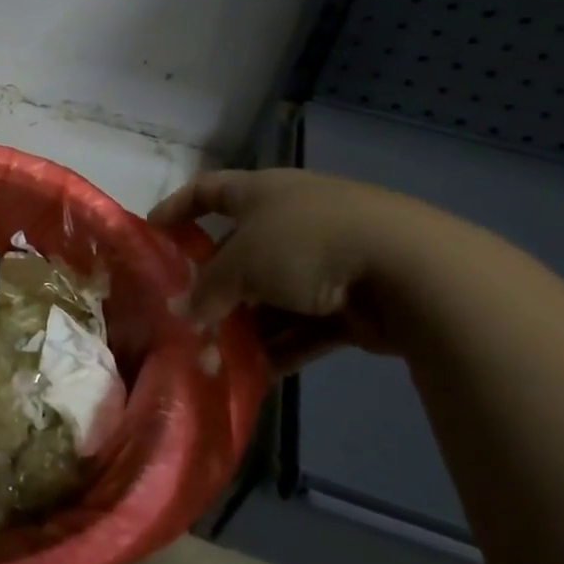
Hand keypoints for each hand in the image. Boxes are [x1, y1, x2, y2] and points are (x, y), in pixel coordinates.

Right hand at [148, 169, 441, 373]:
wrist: (411, 270)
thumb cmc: (306, 243)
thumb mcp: (242, 263)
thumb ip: (208, 290)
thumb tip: (183, 314)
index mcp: (262, 192)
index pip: (207, 190)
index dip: (176, 208)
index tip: (152, 234)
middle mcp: (291, 219)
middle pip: (238, 250)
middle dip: (213, 286)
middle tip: (185, 315)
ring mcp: (325, 260)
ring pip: (272, 294)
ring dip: (246, 324)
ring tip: (216, 356)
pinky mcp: (353, 301)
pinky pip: (305, 324)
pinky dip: (282, 345)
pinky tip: (258, 373)